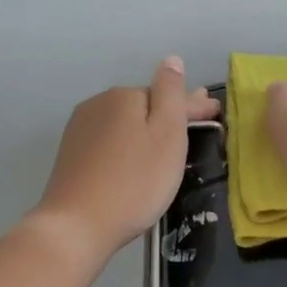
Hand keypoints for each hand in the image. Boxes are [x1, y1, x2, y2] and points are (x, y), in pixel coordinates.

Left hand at [31, 57, 220, 261]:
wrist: (76, 225)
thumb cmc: (134, 181)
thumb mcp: (166, 135)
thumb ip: (171, 94)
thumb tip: (171, 60)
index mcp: (124, 96)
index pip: (168, 95)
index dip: (194, 105)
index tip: (215, 114)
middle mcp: (98, 104)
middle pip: (144, 107)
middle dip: (170, 114)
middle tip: (196, 126)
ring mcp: (80, 130)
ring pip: (125, 123)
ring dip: (147, 128)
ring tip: (167, 142)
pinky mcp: (71, 156)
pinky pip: (110, 142)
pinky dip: (127, 145)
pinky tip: (134, 159)